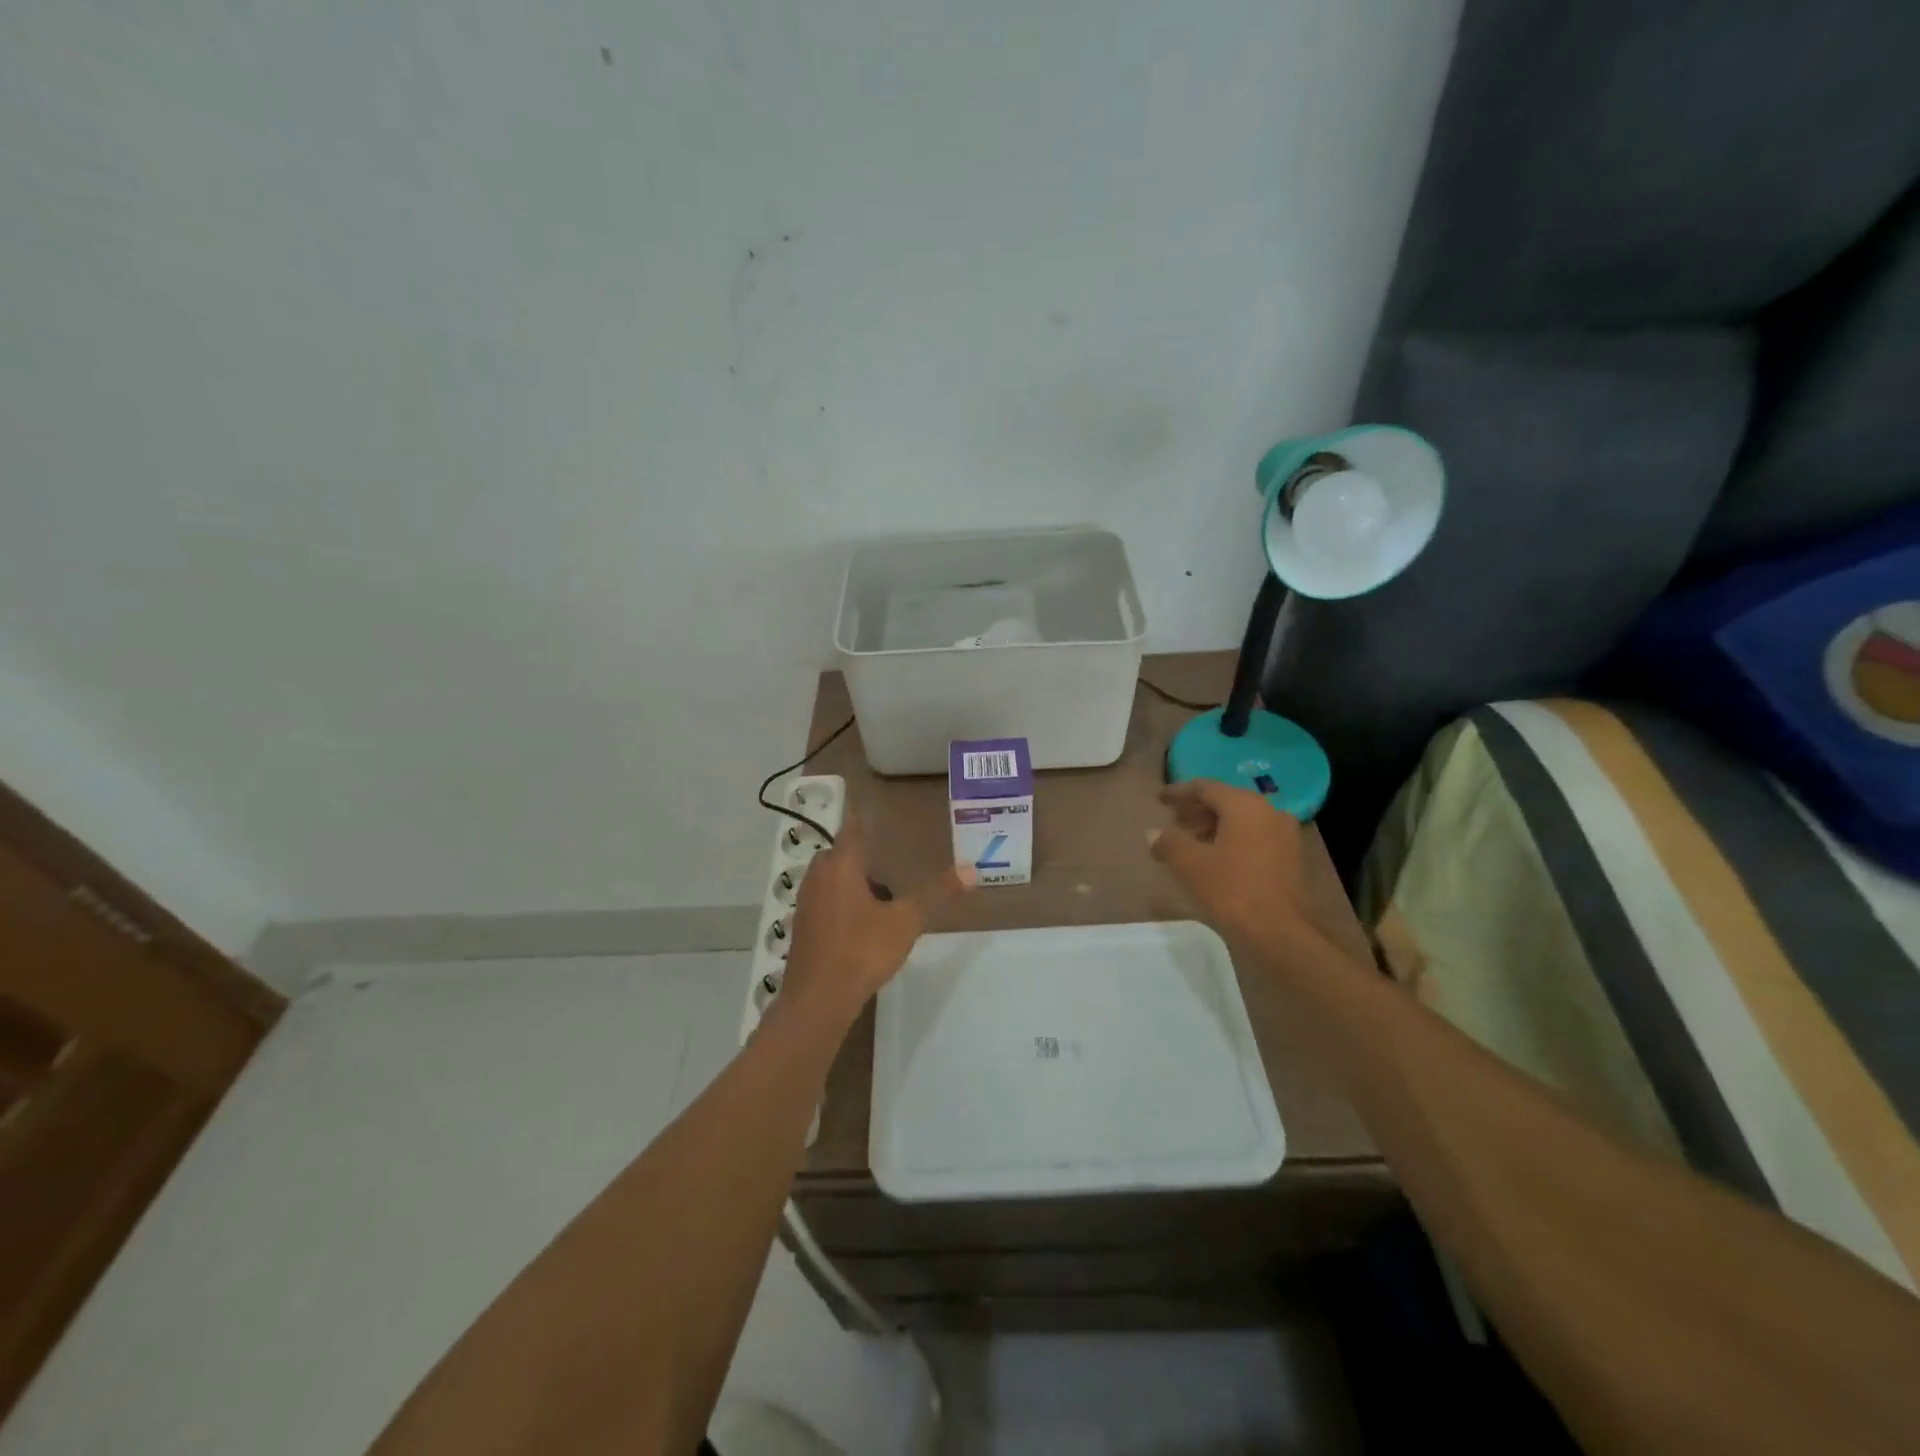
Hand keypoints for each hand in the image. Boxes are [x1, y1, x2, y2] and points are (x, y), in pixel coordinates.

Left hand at [782, 813, 970, 1024]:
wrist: (818, 999)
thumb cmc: (862, 950)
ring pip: (832, 879)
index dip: (864, 817)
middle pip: (841, 854)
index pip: (852, 827)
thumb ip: (936, 893)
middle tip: (891, 861)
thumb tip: (970, 871)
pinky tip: (863, 924)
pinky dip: (843, 903)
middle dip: (864, 856)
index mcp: (840, 864)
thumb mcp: (906, 921)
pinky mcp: (802, 925)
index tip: (878, 811)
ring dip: (853, 882)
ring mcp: (806, 901)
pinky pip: (826, 901)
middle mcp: (818, 875)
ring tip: (883, 896)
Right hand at [1149, 780, 1342, 971]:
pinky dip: (1232, 839)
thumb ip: (1169, 842)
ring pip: (1242, 820)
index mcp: (1244, 805)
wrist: (1282, 931)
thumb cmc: (1232, 889)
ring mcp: (1284, 834)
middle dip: (1197, 810)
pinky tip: (1216, 858)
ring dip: (1214, 826)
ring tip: (1190, 842)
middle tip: (1174, 821)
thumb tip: (1154, 833)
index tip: (1160, 799)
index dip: (1179, 792)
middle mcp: (1269, 811)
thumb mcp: (1190, 864)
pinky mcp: (1291, 857)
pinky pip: (1255, 836)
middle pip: (1226, 801)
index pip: (1205, 788)